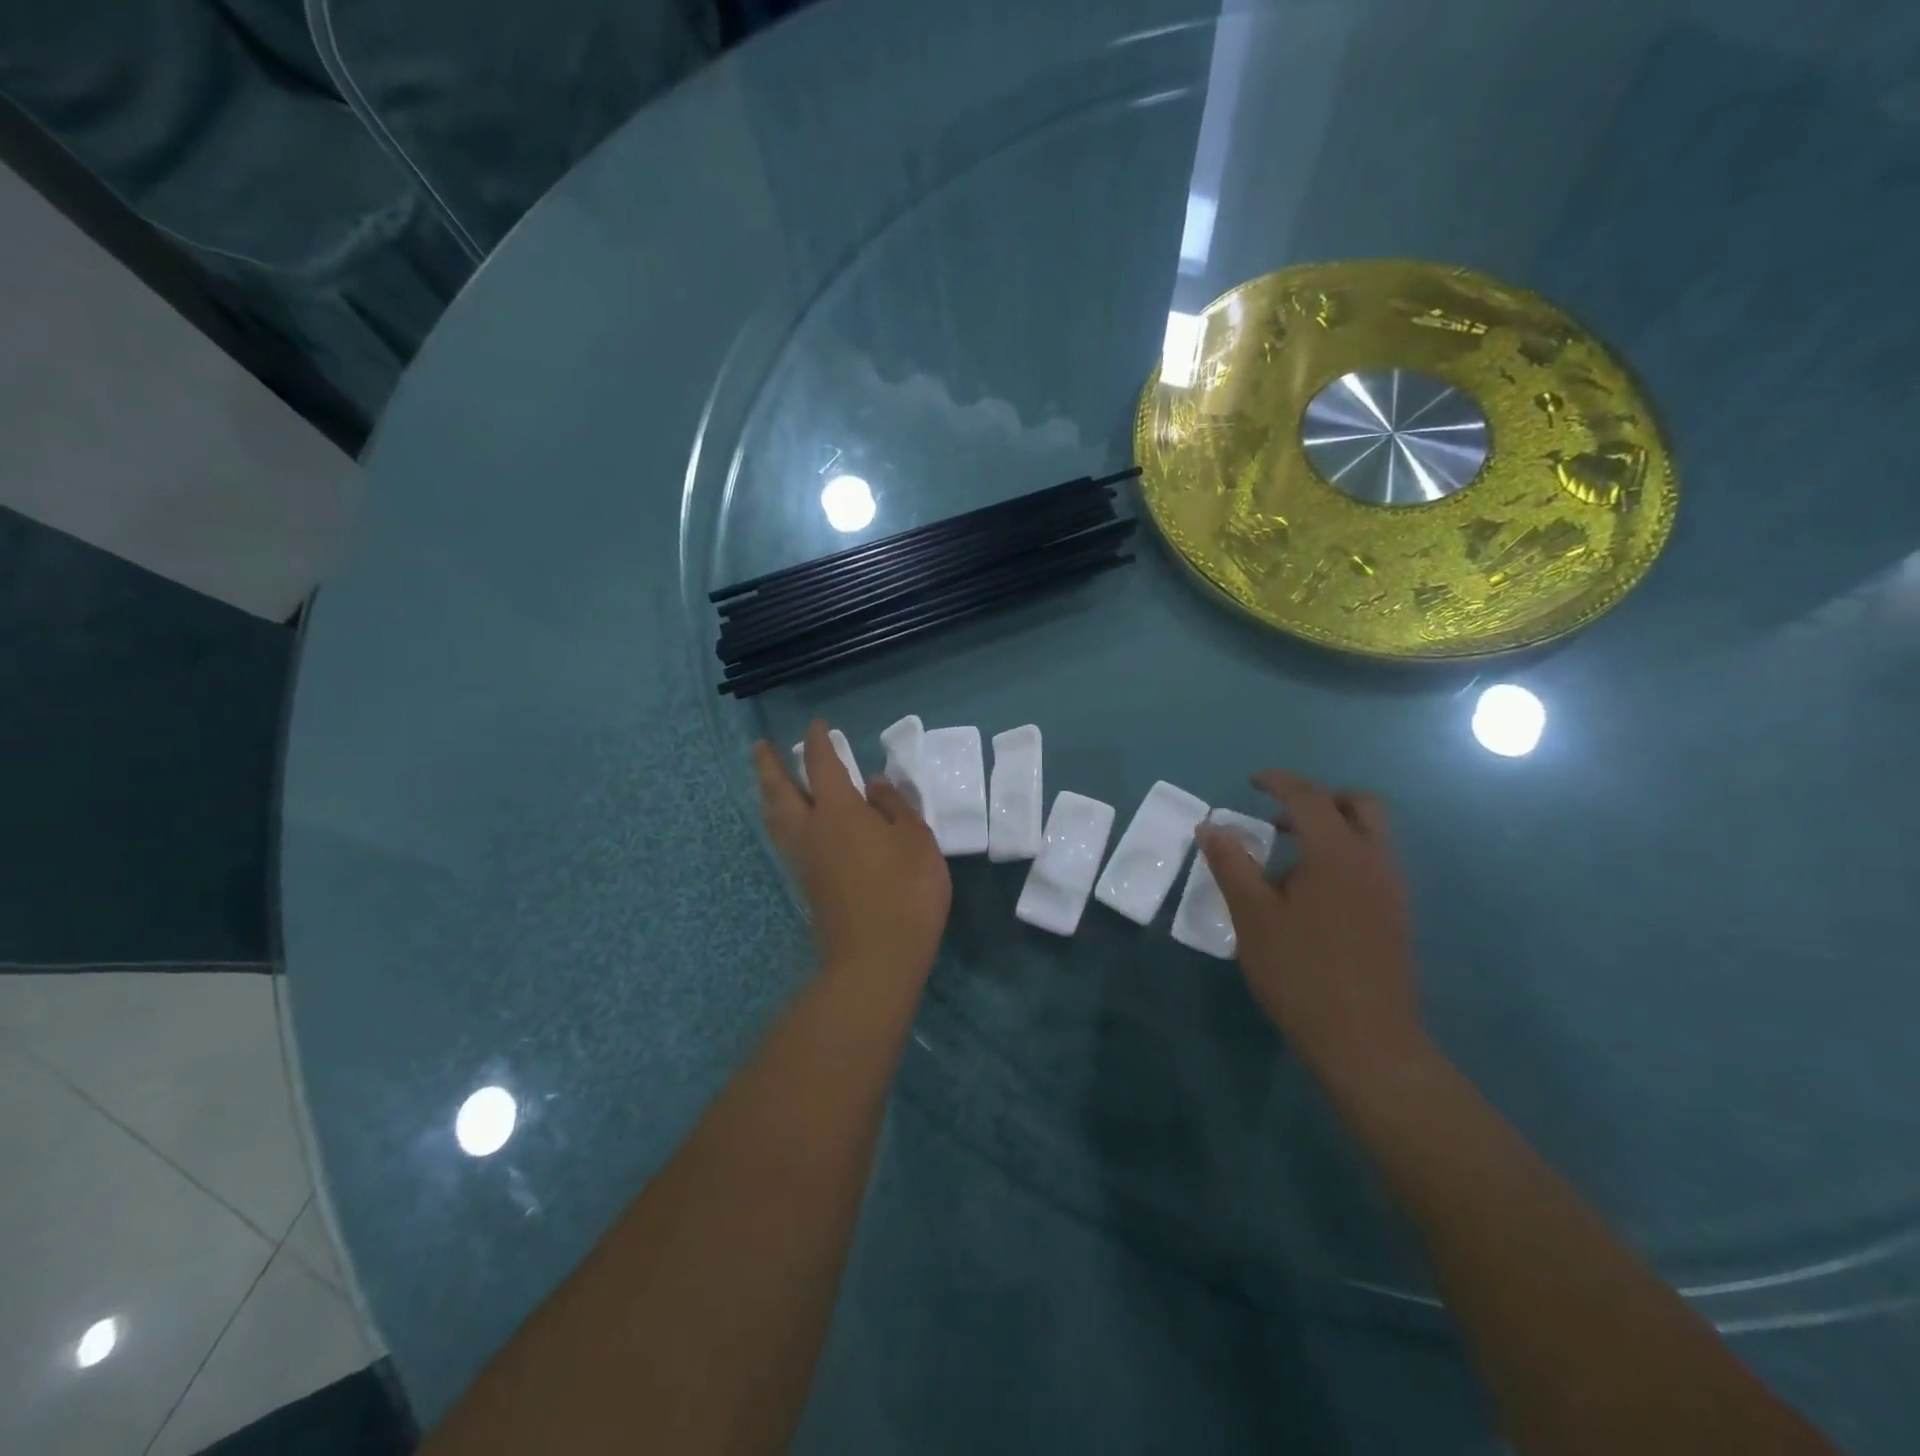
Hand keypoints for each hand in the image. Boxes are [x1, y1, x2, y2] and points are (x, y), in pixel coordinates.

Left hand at [755, 721, 951, 983]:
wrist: (876, 957)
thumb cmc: (906, 891)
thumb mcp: (917, 840)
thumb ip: (895, 807)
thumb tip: (873, 785)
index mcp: (839, 812)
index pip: (823, 766)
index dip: (819, 742)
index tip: (817, 725)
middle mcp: (811, 830)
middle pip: (780, 790)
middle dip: (770, 765)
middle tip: (760, 747)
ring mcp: (804, 860)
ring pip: (775, 817)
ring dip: (768, 793)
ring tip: (767, 781)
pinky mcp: (806, 885)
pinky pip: (783, 839)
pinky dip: (779, 819)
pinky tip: (790, 823)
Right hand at [1196, 770, 1426, 1082]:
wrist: (1366, 1041)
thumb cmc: (1301, 973)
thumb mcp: (1253, 916)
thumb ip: (1231, 865)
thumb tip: (1210, 827)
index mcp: (1337, 854)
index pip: (1310, 797)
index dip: (1279, 782)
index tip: (1252, 781)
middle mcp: (1374, 861)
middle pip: (1360, 805)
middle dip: (1320, 798)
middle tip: (1280, 818)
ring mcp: (1392, 889)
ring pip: (1371, 834)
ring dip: (1334, 828)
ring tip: (1289, 858)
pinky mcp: (1397, 915)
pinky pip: (1374, 863)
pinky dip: (1345, 855)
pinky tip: (1312, 893)